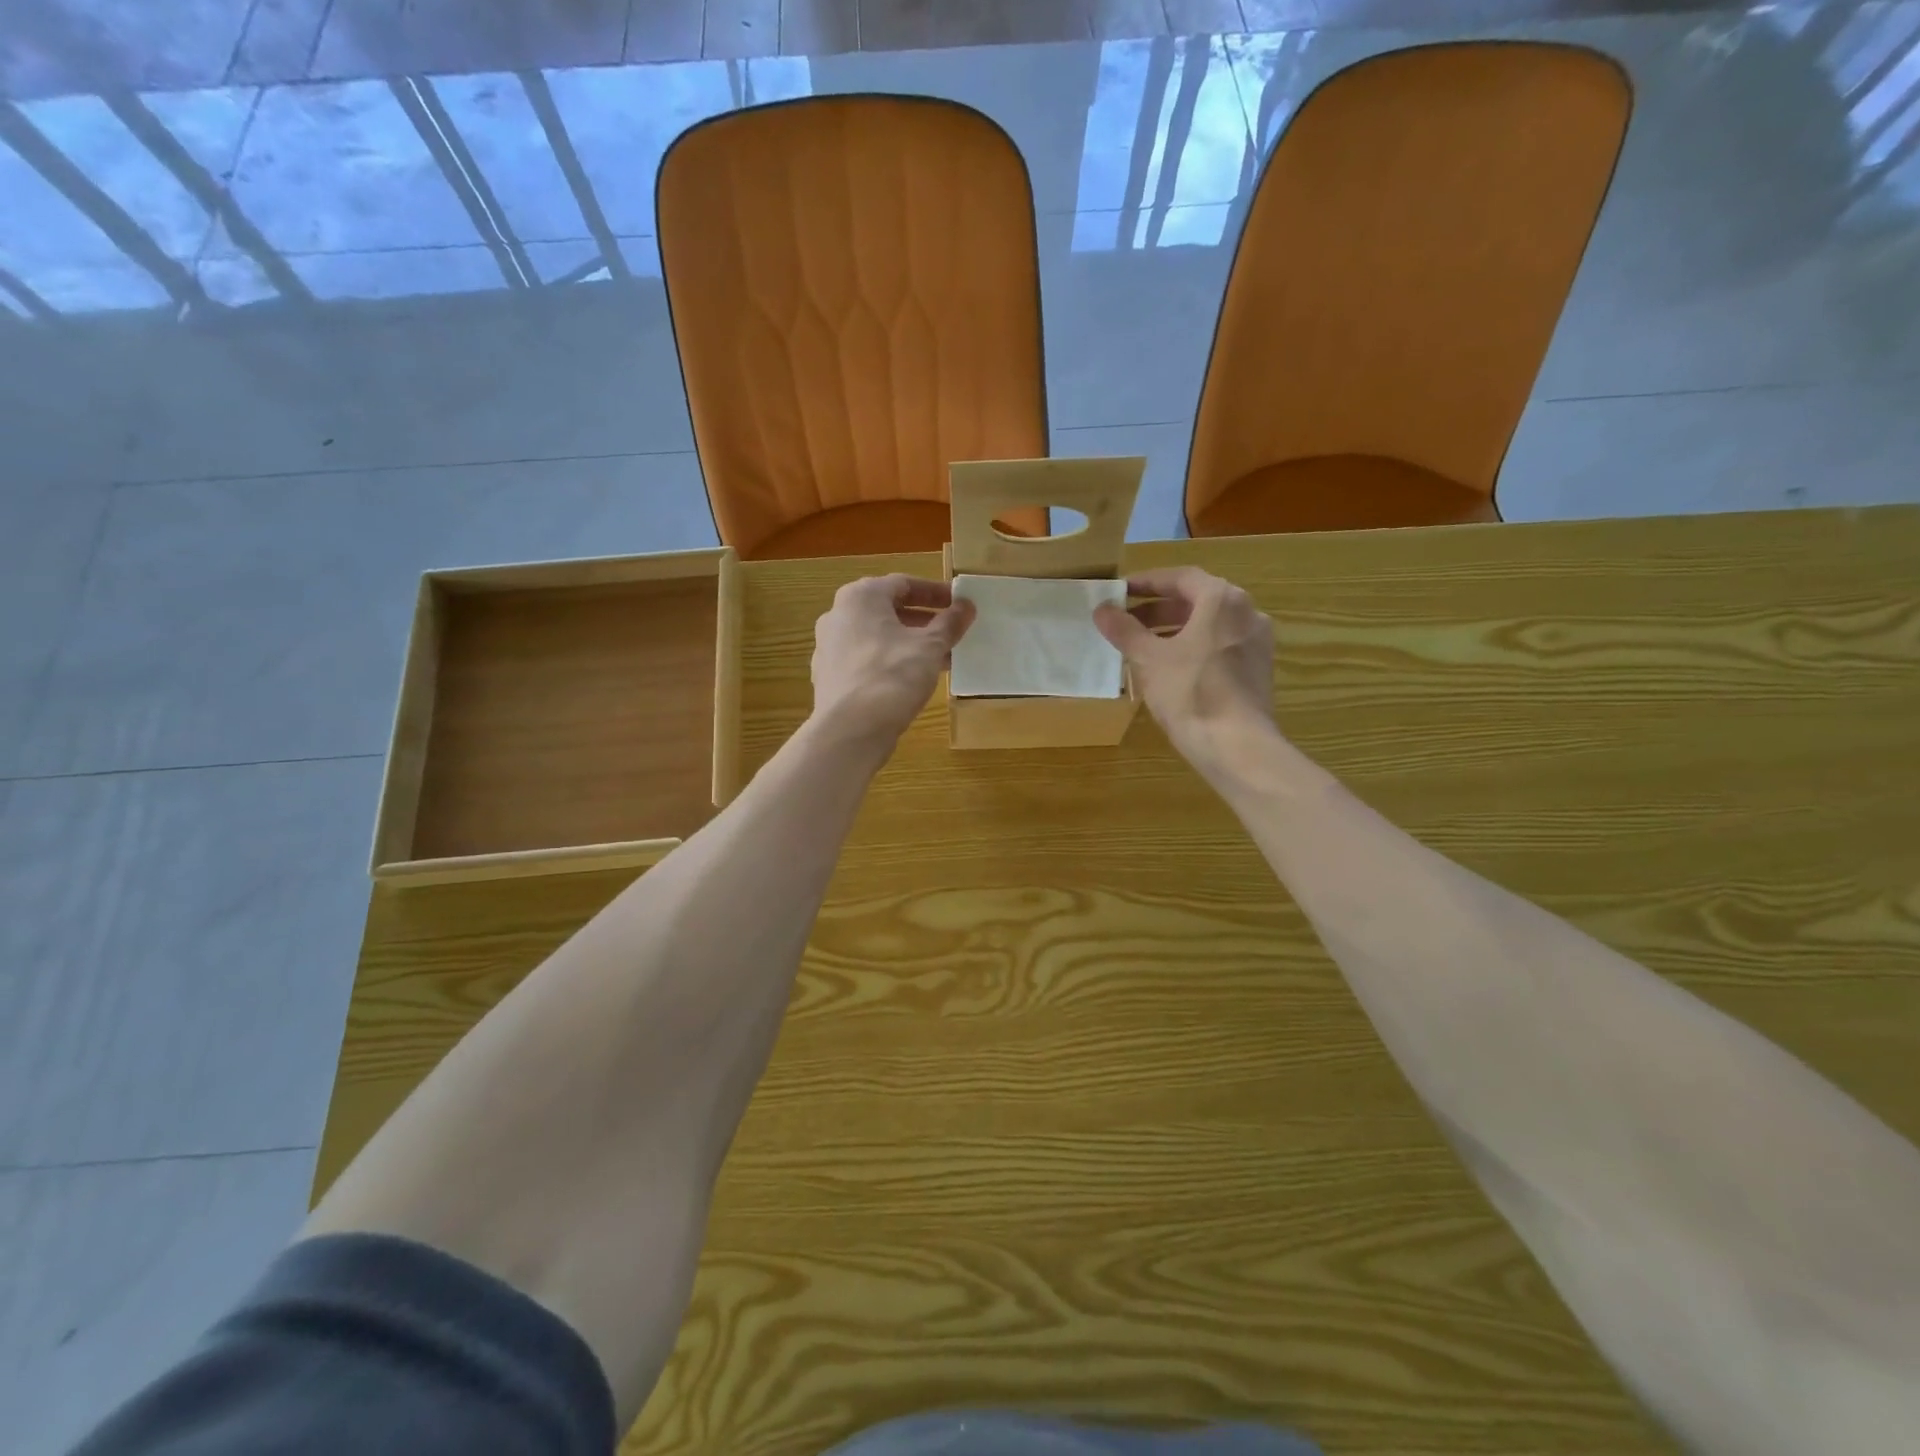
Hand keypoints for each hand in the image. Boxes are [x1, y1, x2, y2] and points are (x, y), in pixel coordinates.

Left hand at [810, 575, 974, 749]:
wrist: (851, 730)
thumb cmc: (893, 676)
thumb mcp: (930, 646)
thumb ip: (950, 623)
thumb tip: (966, 605)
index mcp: (860, 597)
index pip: (903, 584)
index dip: (935, 593)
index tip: (959, 604)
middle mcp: (838, 615)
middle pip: (887, 610)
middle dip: (922, 620)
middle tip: (951, 632)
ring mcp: (828, 647)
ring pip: (876, 637)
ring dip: (907, 643)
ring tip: (938, 658)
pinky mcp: (829, 676)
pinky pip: (865, 660)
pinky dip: (889, 662)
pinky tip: (910, 680)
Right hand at [1094, 567, 1277, 775]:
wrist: (1237, 746)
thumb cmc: (1191, 693)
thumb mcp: (1149, 659)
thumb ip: (1125, 630)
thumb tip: (1102, 609)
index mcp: (1222, 600)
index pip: (1180, 578)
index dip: (1147, 582)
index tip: (1120, 592)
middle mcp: (1247, 612)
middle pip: (1197, 600)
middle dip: (1159, 609)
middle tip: (1127, 621)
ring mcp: (1256, 642)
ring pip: (1209, 625)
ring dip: (1175, 629)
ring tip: (1143, 646)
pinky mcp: (1258, 669)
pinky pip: (1220, 646)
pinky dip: (1194, 647)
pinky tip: (1170, 669)